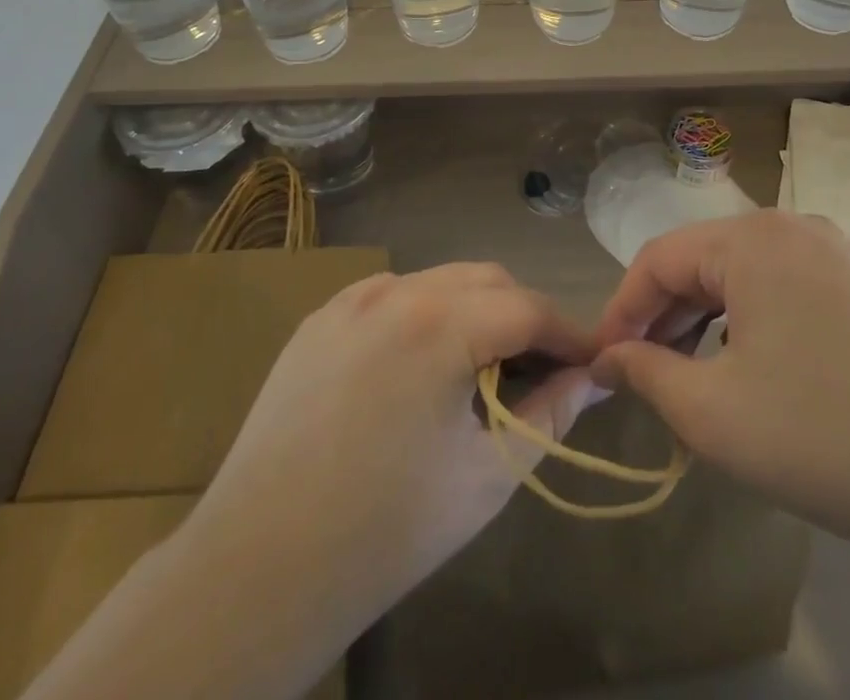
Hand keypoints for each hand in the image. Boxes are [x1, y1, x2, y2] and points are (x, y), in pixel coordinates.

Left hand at [186, 263, 600, 633]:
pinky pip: (392, 297)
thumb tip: (592, 377)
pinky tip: (420, 366)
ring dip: (475, 311)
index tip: (592, 363)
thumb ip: (551, 414)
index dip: (569, 333)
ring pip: (439, 281)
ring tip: (483, 368)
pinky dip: (425, 316)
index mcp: (440, 323)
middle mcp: (396, 289)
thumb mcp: (488, 474)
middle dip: (524, 316)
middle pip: (486, 281)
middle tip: (542, 368)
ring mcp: (351, 299)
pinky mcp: (320, 318)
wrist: (257, 568)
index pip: (529, 307)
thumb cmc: (387, 530)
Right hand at [592, 210, 849, 567]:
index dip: (621, 310)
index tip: (601, 362)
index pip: (658, 258)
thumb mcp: (715, 414)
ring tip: (692, 377)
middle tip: (641, 374)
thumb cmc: (827, 435)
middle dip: (664, 317)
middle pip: (704, 262)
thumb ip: (648, 375)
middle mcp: (796, 229)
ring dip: (707, 322)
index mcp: (752, 238)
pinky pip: (789, 294)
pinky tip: (758, 374)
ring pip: (747, 279)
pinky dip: (755, 327)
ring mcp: (842, 257)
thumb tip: (610, 358)